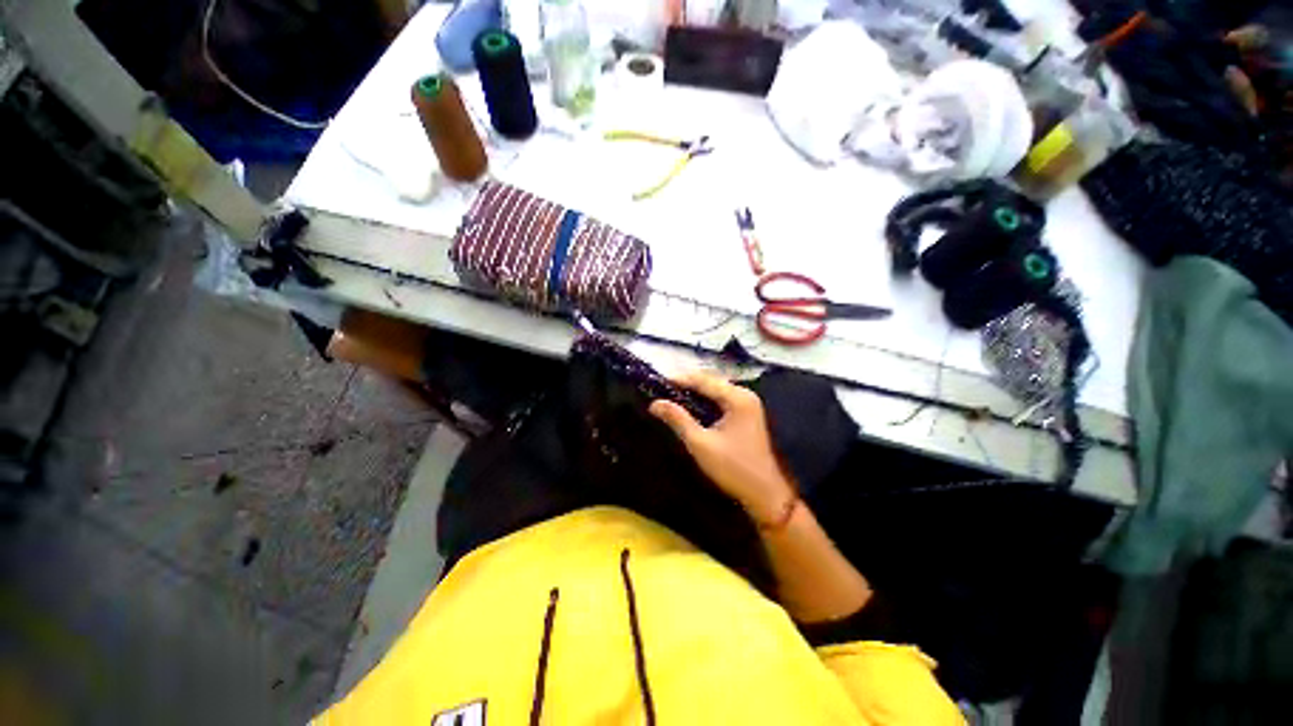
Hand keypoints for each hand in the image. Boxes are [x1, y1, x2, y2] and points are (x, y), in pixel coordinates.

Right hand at [649, 371, 795, 524]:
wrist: (765, 494)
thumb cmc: (733, 468)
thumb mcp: (700, 443)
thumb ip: (678, 419)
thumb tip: (655, 403)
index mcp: (737, 398)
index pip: (703, 380)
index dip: (678, 379)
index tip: (655, 381)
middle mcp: (744, 394)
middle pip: (709, 382)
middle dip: (685, 384)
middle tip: (660, 389)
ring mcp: (747, 404)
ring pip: (714, 390)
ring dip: (693, 392)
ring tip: (669, 396)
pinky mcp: (746, 414)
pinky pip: (720, 400)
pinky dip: (704, 401)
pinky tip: (688, 406)